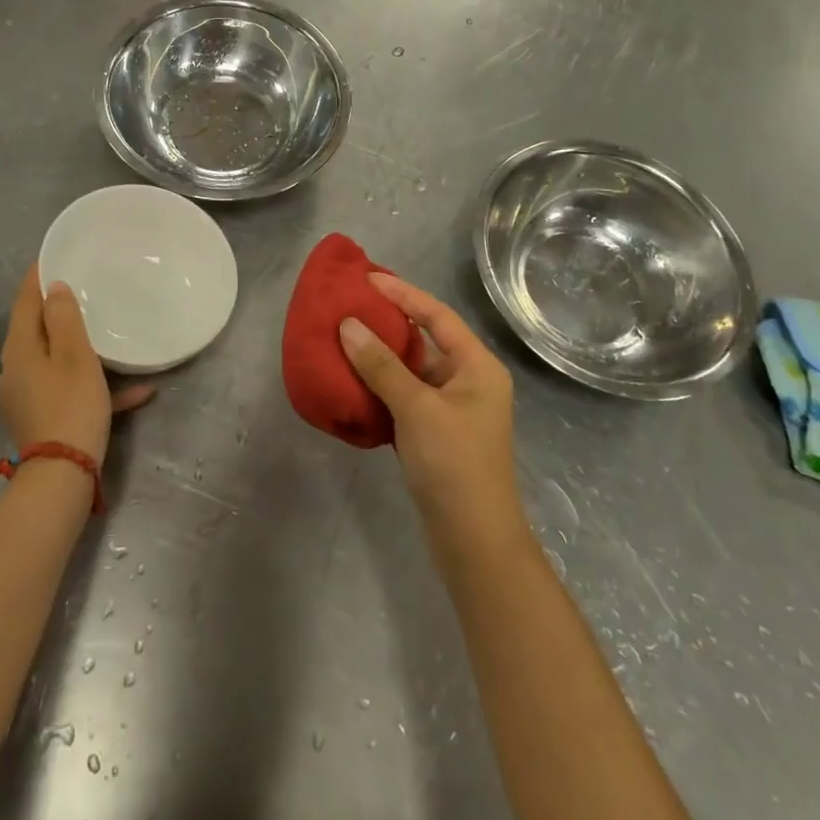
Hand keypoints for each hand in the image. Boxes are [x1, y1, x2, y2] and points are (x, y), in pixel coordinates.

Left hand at [0, 265, 154, 469]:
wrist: (62, 477)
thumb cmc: (71, 406)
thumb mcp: (75, 355)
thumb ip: (65, 318)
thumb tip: (55, 288)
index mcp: (20, 348)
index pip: (26, 300)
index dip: (38, 276)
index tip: (53, 255)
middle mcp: (17, 369)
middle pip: (39, 330)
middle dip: (60, 311)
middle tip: (86, 290)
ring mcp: (28, 396)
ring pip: (57, 360)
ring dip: (85, 350)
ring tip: (113, 337)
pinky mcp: (43, 418)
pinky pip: (71, 391)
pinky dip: (97, 386)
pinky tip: (138, 391)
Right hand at [339, 274, 526, 559]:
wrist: (473, 541)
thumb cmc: (454, 464)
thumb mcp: (417, 408)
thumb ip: (381, 365)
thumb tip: (348, 324)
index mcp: (476, 366)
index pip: (437, 315)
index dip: (403, 294)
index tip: (368, 278)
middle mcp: (468, 380)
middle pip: (425, 339)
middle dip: (387, 323)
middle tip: (350, 305)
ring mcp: (452, 408)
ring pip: (411, 370)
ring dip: (380, 356)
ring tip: (343, 337)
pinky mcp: (435, 432)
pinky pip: (404, 395)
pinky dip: (380, 385)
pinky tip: (352, 379)